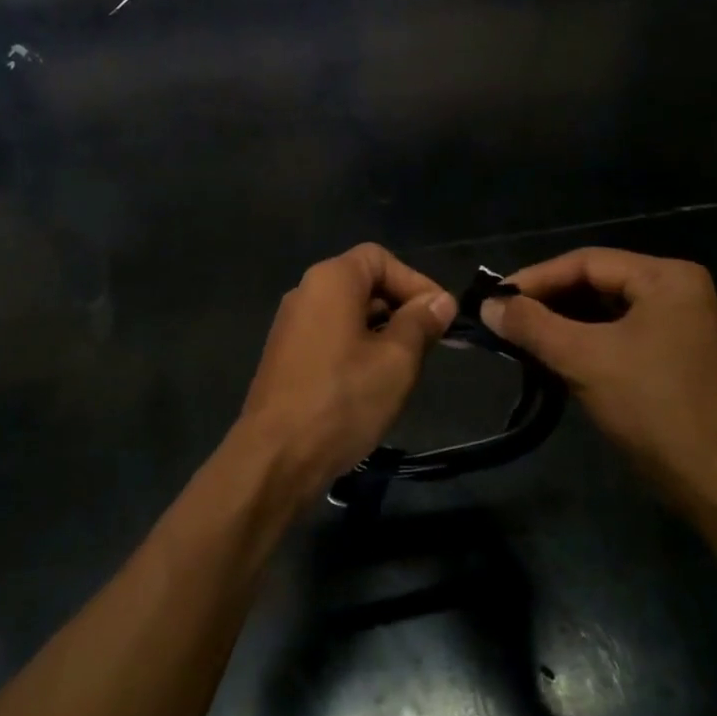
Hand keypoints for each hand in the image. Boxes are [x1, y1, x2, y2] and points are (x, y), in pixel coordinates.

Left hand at [238, 243, 456, 494]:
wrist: (276, 457)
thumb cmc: (343, 400)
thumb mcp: (396, 360)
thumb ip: (420, 323)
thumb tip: (440, 301)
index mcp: (330, 280)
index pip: (380, 258)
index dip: (415, 281)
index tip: (440, 316)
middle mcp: (305, 292)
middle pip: (363, 283)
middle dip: (401, 307)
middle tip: (429, 344)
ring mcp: (290, 326)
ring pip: (348, 313)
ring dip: (382, 331)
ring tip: (407, 367)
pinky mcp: (285, 356)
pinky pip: (330, 336)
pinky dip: (357, 348)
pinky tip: (373, 383)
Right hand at [481, 249, 716, 513]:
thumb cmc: (654, 406)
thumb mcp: (584, 358)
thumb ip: (532, 325)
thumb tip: (487, 304)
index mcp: (666, 278)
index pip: (586, 262)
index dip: (536, 278)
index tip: (494, 298)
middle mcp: (676, 292)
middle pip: (596, 283)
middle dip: (548, 301)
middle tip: (503, 317)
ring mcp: (677, 326)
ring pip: (603, 312)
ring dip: (561, 324)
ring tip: (518, 336)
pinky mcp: (671, 358)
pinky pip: (616, 336)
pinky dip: (582, 343)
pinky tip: (550, 357)